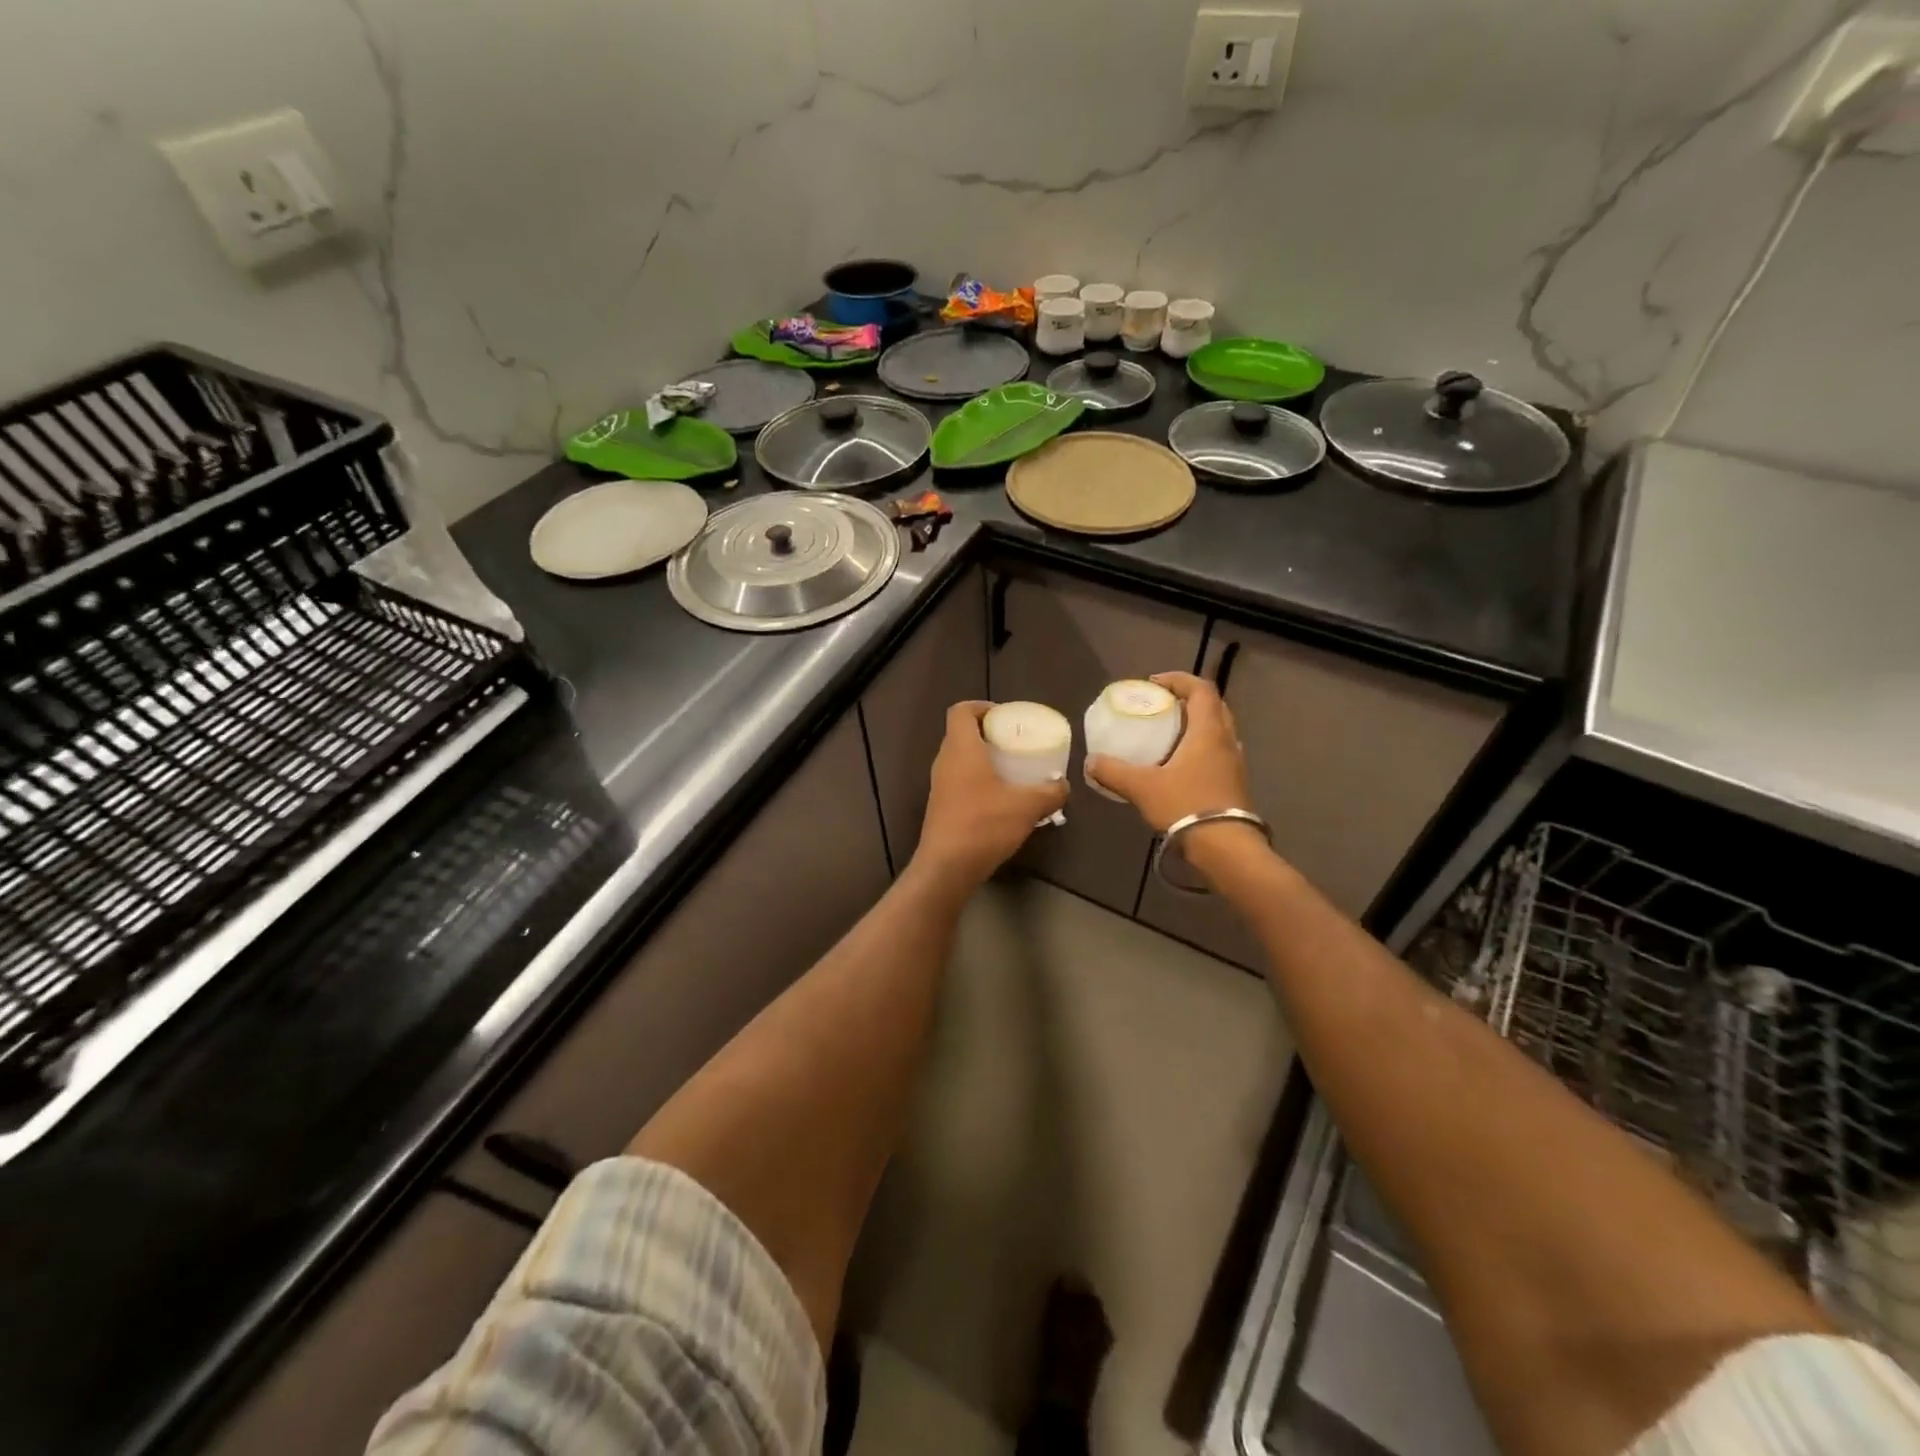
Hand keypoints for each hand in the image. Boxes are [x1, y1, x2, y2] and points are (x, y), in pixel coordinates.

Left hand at [910, 702, 1069, 891]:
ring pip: (961, 760)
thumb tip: (1064, 786)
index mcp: (961, 749)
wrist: (947, 867)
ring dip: (984, 760)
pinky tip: (1002, 800)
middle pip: (962, 734)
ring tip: (1013, 771)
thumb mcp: (1027, 806)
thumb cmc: (984, 825)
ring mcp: (939, 786)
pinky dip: (979, 782)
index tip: (1006, 717)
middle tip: (1016, 743)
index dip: (982, 707)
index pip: (961, 711)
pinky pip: (960, 782)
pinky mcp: (941, 807)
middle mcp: (945, 761)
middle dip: (989, 734)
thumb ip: (1050, 792)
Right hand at [1087, 672, 1251, 833]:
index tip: (1154, 684)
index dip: (1178, 680)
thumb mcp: (1142, 787)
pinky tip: (1178, 765)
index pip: (1200, 689)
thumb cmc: (1186, 806)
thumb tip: (1091, 762)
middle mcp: (1227, 740)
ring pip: (1217, 730)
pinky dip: (1199, 748)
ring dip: (1195, 725)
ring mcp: (1234, 763)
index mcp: (1208, 731)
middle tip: (1161, 706)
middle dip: (1187, 700)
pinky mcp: (1234, 783)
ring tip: (1167, 734)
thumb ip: (1114, 771)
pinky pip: (1217, 752)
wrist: (1226, 848)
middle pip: (1212, 706)